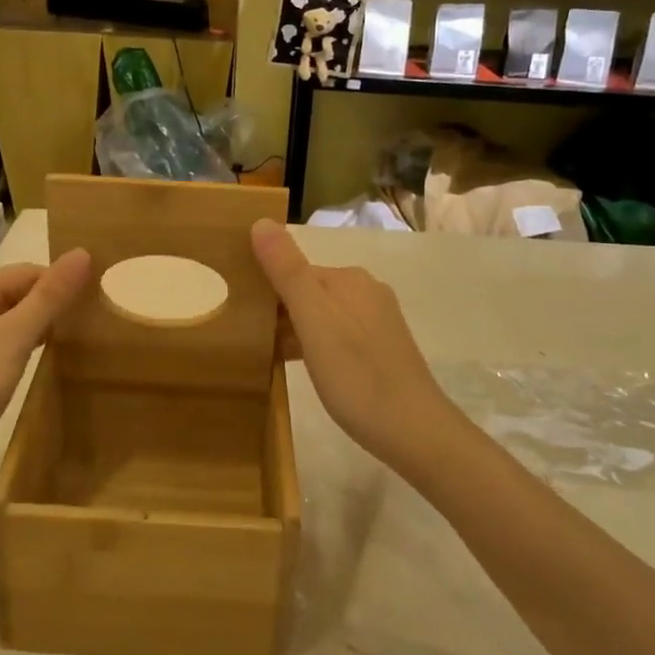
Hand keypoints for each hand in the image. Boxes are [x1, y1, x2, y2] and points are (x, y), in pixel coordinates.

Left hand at [0, 251, 92, 491]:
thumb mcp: (13, 340)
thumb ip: (49, 297)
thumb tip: (83, 251)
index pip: (27, 272)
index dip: (61, 287)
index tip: (94, 310)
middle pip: (14, 292)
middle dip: (48, 308)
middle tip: (85, 331)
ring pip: (3, 318)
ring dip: (33, 328)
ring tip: (66, 347)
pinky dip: (14, 347)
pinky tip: (30, 365)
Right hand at [251, 219, 459, 475]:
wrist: (415, 432)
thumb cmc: (356, 375)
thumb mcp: (313, 321)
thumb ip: (287, 271)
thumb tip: (260, 221)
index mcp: (349, 279)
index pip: (294, 270)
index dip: (265, 288)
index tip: (239, 315)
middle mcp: (367, 290)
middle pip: (308, 290)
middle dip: (279, 309)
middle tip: (248, 339)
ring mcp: (378, 320)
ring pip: (323, 314)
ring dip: (295, 329)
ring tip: (267, 355)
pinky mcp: (383, 348)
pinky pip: (337, 334)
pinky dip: (315, 345)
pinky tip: (302, 367)